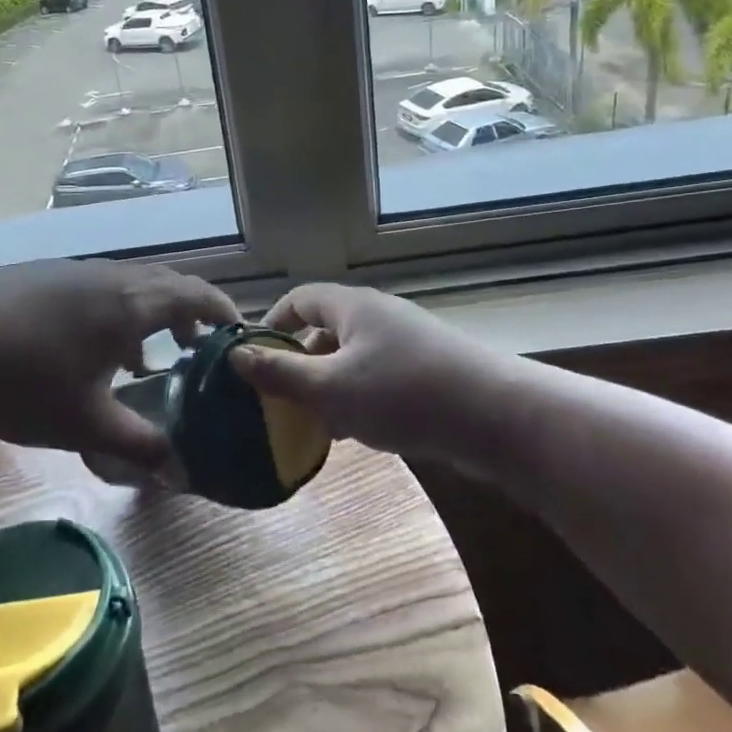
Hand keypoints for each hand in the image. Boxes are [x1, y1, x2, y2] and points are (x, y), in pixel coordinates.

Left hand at [0, 259, 239, 469]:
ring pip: (129, 284)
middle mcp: (109, 275)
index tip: (237, 334)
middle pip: (166, 284)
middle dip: (189, 313)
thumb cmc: (24, 384)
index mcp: (131, 303)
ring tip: (142, 357)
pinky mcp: (42, 274)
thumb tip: (181, 472)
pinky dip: (114, 309)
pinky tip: (89, 347)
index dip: (223, 311)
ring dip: (148, 313)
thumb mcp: (86, 424)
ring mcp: (72, 269)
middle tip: (196, 350)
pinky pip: (97, 285)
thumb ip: (139, 446)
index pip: (196, 294)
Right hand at [229, 282, 508, 469]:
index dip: (272, 324)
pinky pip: (379, 377)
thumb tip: (234, 355)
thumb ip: (279, 373)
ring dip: (329, 386)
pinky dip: (360, 398)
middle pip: (325, 329)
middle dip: (300, 363)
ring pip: (352, 358)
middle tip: (281, 399)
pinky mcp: (428, 370)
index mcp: (352, 306)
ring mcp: (407, 343)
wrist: (496, 417)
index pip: (299, 299)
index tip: (253, 358)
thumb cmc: (402, 394)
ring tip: (315, 422)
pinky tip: (358, 432)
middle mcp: (378, 316)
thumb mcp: (329, 388)